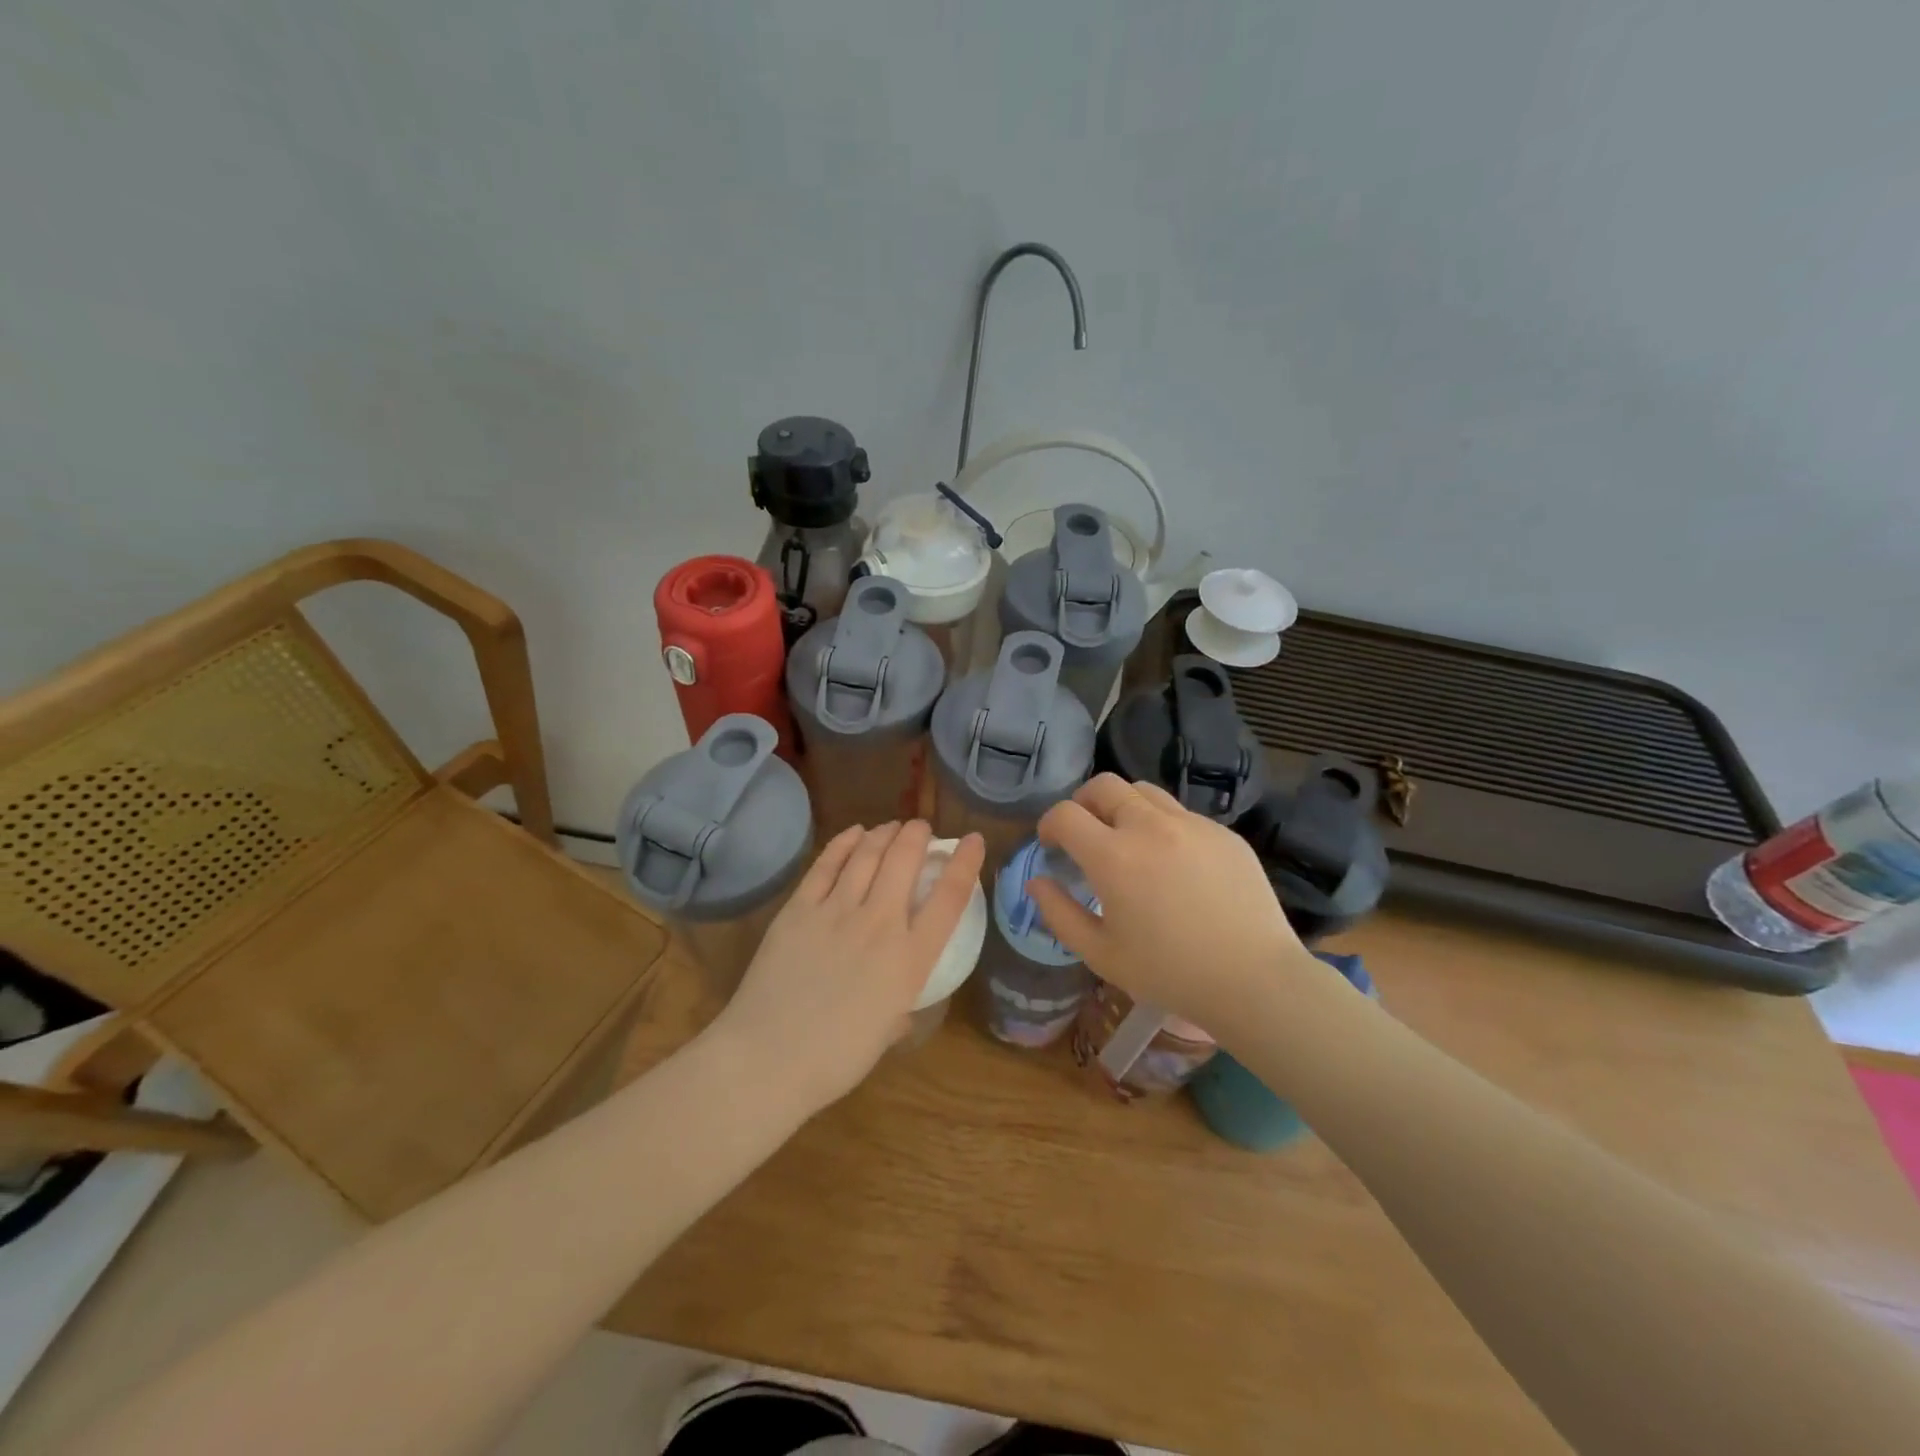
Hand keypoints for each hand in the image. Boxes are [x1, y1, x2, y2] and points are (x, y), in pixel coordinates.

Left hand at [712, 820, 984, 1112]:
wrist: (767, 1060)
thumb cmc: (835, 1060)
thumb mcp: (886, 1033)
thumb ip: (900, 1006)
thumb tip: (900, 1003)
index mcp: (910, 960)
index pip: (950, 897)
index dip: (965, 862)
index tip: (973, 840)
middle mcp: (879, 924)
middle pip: (905, 860)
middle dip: (918, 835)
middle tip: (921, 828)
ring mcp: (836, 911)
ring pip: (867, 854)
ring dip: (883, 834)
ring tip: (891, 827)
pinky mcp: (799, 909)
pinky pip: (826, 864)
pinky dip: (844, 843)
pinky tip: (854, 833)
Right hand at [1029, 775, 1318, 1034]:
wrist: (1254, 980)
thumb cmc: (1169, 973)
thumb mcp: (1101, 954)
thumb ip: (1059, 914)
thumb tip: (1037, 882)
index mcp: (1113, 856)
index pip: (1065, 814)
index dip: (1049, 824)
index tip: (1050, 844)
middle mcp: (1149, 826)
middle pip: (1104, 785)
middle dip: (1083, 802)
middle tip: (1085, 833)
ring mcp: (1191, 824)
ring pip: (1144, 791)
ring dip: (1123, 806)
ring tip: (1127, 839)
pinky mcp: (1223, 832)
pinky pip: (1181, 813)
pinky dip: (1162, 824)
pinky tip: (1172, 862)